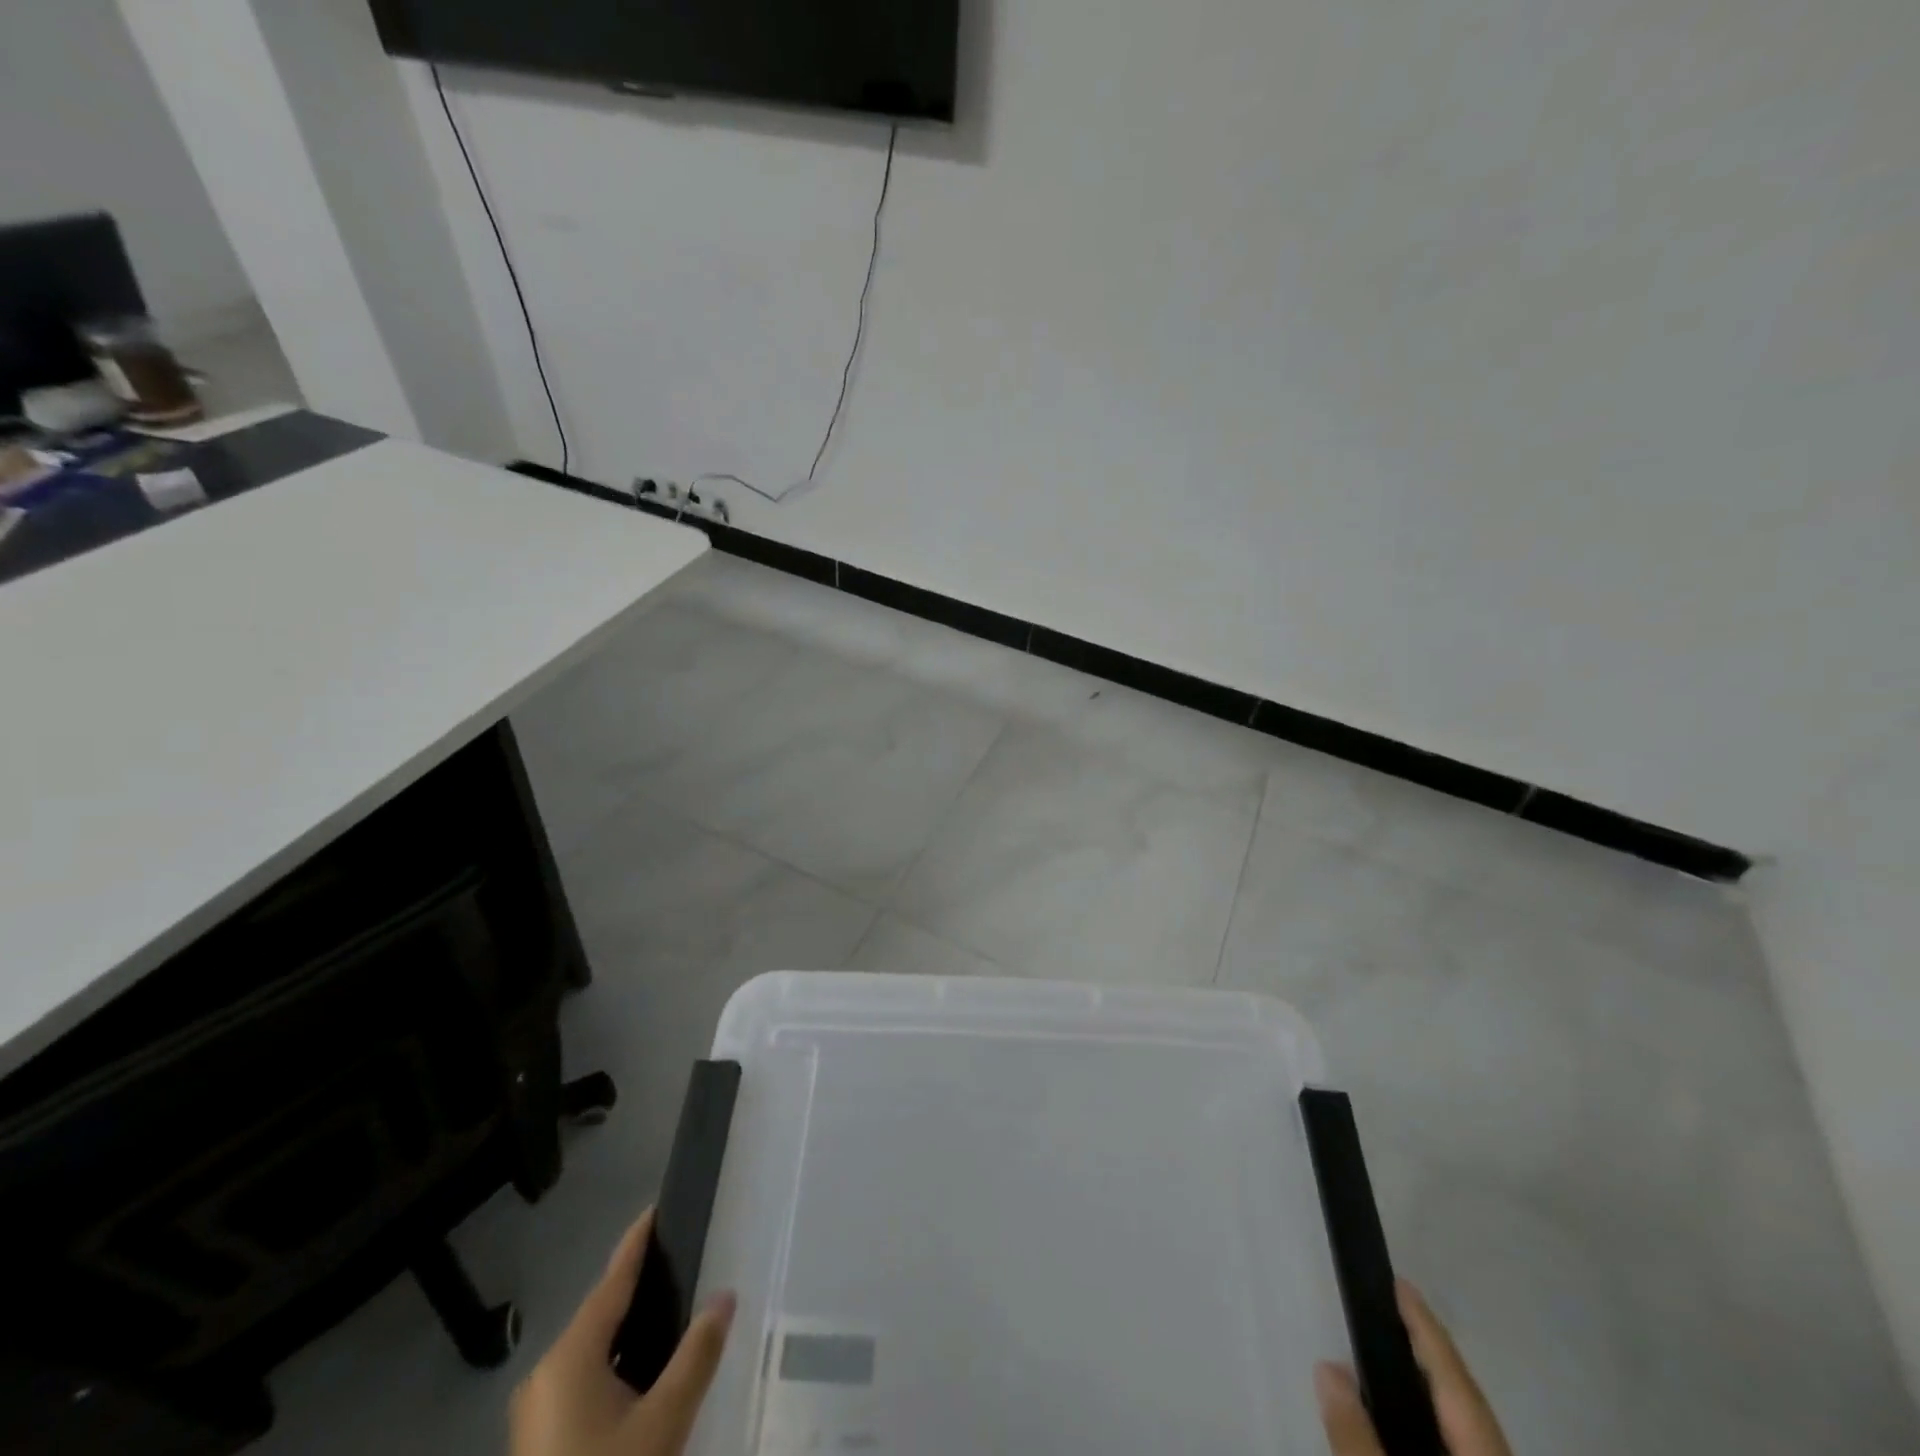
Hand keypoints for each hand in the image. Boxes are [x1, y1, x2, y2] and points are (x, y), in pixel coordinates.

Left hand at [510, 1210, 735, 1455]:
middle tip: (679, 1260)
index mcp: (569, 1356)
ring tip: (670, 1308)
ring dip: (627, 1329)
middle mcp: (545, 1374)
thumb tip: (726, 1295)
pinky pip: (582, 1379)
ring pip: (591, 1350)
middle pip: (600, 1314)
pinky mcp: (540, 1440)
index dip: (636, 1243)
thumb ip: (697, 1354)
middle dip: (637, 1287)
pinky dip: (614, 1362)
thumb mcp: (663, 1421)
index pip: (611, 1282)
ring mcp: (536, 1411)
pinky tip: (642, 1371)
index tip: (656, 1208)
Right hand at [1315, 1280, 1511, 1455]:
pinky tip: (1411, 1423)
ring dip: (1431, 1388)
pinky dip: (1435, 1422)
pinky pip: (1463, 1445)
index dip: (1423, 1325)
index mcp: (1482, 1446)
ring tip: (1394, 1359)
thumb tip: (1327, 1367)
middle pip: (1465, 1396)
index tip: (1399, 1280)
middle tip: (1393, 1309)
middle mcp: (1496, 1452)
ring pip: (1468, 1426)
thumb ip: (1355, 1433)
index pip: (1451, 1373)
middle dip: (1429, 1351)